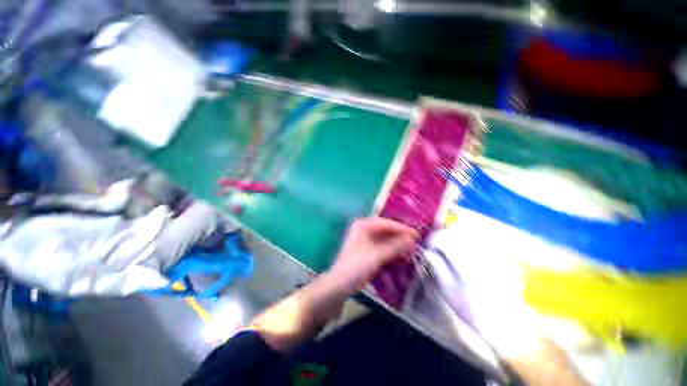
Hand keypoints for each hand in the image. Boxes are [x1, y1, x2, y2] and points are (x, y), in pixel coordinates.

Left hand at [330, 218, 418, 290]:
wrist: (340, 284)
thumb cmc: (356, 266)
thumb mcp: (377, 255)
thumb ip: (395, 246)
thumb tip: (412, 240)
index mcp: (363, 225)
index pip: (386, 223)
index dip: (402, 229)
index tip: (417, 235)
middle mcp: (364, 229)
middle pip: (387, 231)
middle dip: (401, 238)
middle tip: (416, 245)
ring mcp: (366, 240)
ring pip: (386, 240)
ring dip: (398, 245)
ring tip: (411, 252)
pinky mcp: (368, 251)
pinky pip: (383, 248)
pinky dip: (393, 252)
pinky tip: (402, 258)